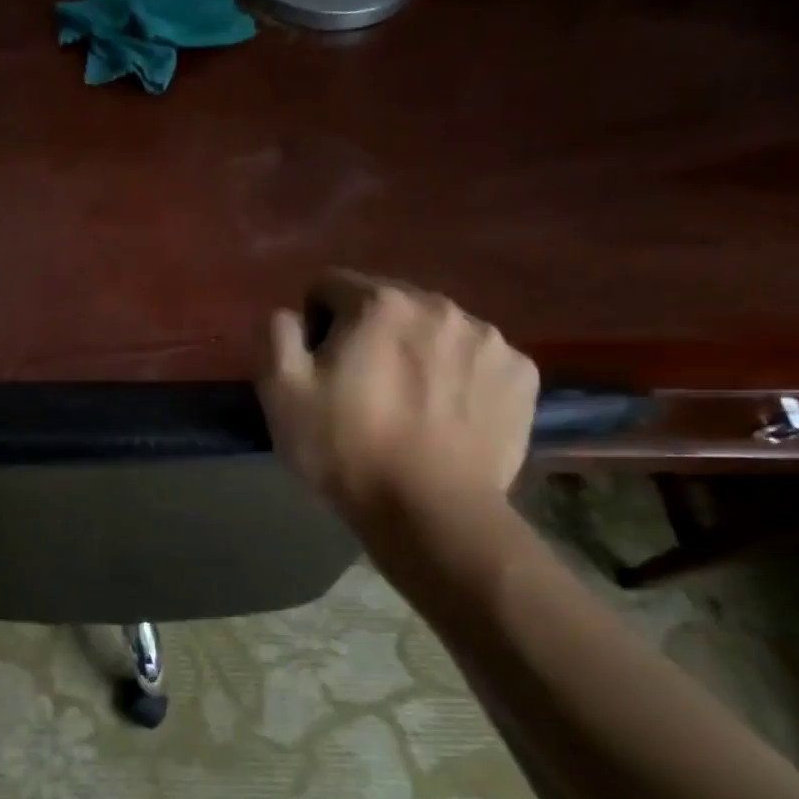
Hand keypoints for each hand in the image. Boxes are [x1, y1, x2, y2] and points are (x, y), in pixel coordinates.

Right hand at [256, 272, 536, 526]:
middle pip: (386, 303)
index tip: (319, 368)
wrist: (432, 512)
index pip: (328, 286)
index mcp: (379, 303)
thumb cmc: (346, 448)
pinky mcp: (521, 374)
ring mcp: (489, 339)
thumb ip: (277, 333)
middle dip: (368, 333)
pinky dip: (459, 376)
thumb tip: (291, 315)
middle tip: (361, 388)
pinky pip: (476, 359)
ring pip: (434, 329)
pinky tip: (448, 416)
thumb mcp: (281, 391)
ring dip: (415, 351)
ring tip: (408, 405)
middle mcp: (439, 305)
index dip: (314, 324)